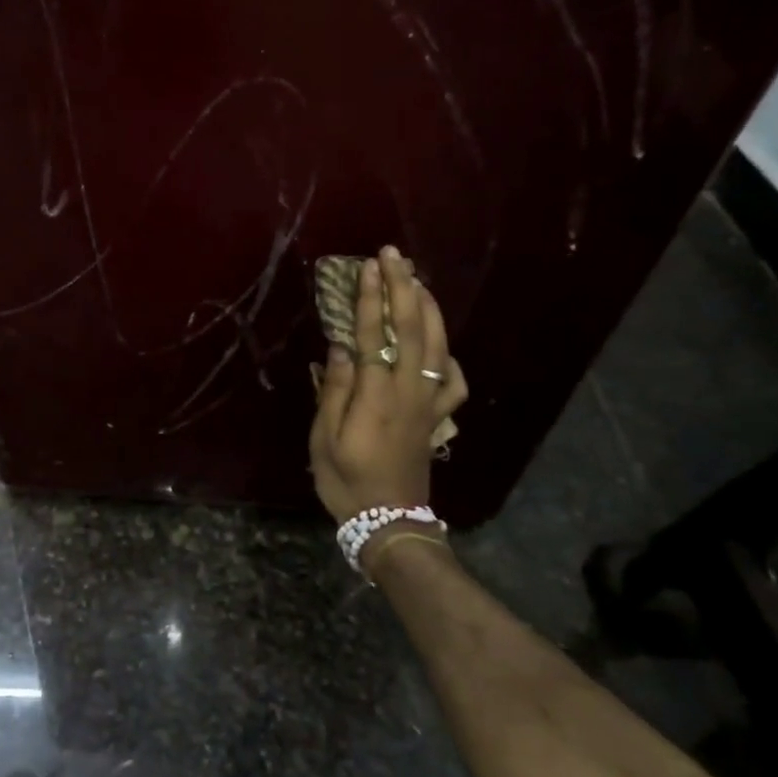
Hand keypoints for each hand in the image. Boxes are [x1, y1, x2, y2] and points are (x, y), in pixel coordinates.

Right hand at [310, 247, 468, 524]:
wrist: (389, 520)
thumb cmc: (347, 481)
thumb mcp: (324, 439)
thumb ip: (334, 389)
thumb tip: (340, 345)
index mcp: (376, 396)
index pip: (374, 335)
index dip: (371, 299)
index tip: (367, 267)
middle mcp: (409, 391)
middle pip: (412, 329)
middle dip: (403, 288)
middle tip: (394, 255)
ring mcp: (429, 403)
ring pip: (437, 345)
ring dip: (427, 308)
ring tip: (416, 280)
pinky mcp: (437, 416)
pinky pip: (452, 379)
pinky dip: (448, 353)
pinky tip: (437, 343)